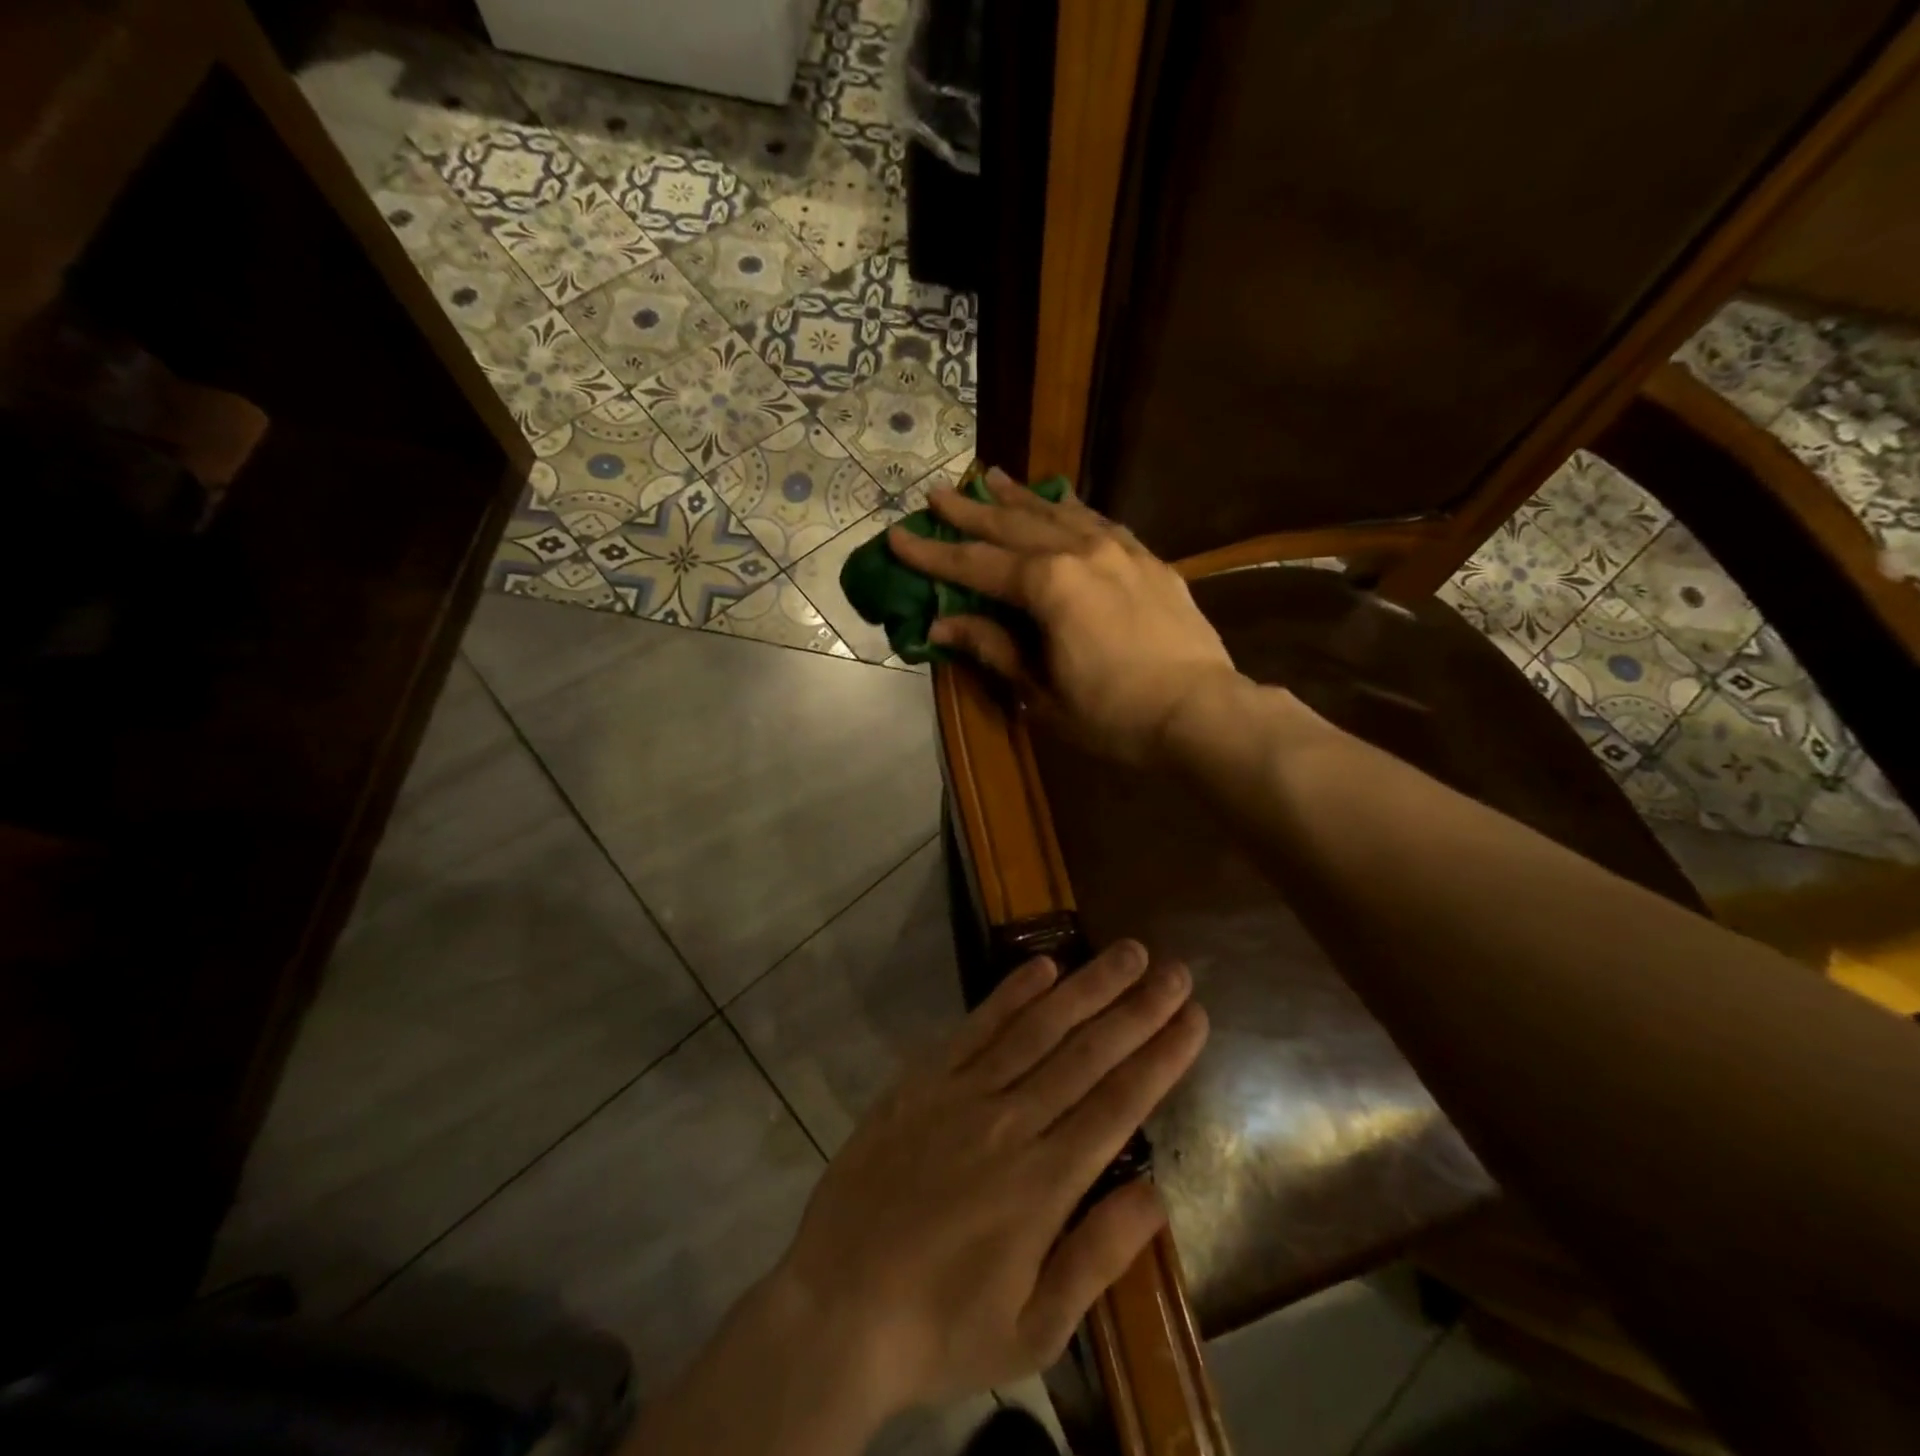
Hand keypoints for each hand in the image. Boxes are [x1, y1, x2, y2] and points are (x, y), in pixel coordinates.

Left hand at [774, 942, 1207, 1421]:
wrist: (835, 1306)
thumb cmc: (941, 1326)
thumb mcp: (1033, 1330)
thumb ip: (1097, 1257)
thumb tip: (1156, 1194)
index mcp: (1044, 1184)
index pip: (1119, 1104)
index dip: (1161, 1056)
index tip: (1194, 1017)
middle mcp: (1010, 1123)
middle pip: (1086, 1054)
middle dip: (1137, 1009)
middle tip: (1174, 970)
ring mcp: (962, 1094)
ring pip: (1038, 1028)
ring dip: (1086, 987)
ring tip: (1126, 953)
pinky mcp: (922, 1080)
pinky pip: (976, 1028)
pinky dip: (1011, 993)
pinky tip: (1043, 965)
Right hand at [888, 469, 1240, 766]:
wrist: (1200, 711)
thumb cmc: (1113, 714)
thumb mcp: (1042, 691)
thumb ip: (994, 647)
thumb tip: (942, 624)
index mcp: (1048, 586)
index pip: (976, 564)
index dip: (932, 553)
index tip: (897, 536)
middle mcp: (1080, 552)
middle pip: (1013, 526)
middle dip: (970, 510)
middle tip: (937, 493)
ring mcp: (1119, 550)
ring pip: (1057, 514)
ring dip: (1019, 498)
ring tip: (992, 478)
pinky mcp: (1147, 560)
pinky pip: (1100, 522)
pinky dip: (1071, 510)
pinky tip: (1060, 502)